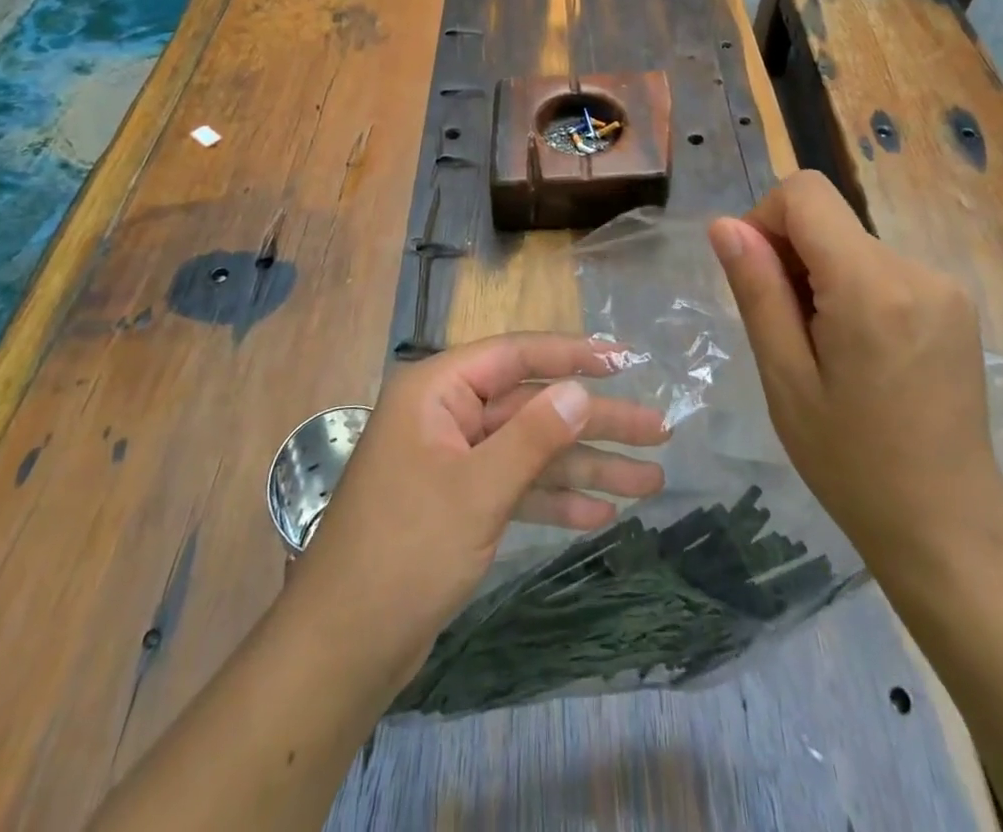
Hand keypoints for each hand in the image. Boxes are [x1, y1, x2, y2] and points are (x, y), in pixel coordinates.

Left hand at [289, 333, 669, 688]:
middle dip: (594, 422)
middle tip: (659, 432)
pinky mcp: (459, 503)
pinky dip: (554, 499)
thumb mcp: (478, 489)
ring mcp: (453, 461)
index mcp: (437, 391)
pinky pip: (516, 487)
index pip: (514, 355)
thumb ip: (533, 436)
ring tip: (651, 481)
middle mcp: (446, 416)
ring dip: (586, 466)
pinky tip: (600, 513)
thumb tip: (580, 390)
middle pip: (532, 406)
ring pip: (530, 450)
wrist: (343, 647)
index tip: (625, 361)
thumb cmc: (406, 551)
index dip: (572, 355)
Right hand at [707, 170, 1002, 565]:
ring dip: (820, 276)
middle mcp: (916, 270)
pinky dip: (851, 288)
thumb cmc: (850, 461)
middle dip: (791, 256)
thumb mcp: (784, 377)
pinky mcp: (954, 302)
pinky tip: (855, 350)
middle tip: (786, 331)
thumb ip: (756, 290)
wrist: (947, 524)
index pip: (805, 193)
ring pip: (851, 242)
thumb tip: (725, 224)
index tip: (757, 278)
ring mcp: (944, 285)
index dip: (765, 220)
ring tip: (823, 349)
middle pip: (828, 218)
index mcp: (871, 287)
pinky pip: (881, 267)